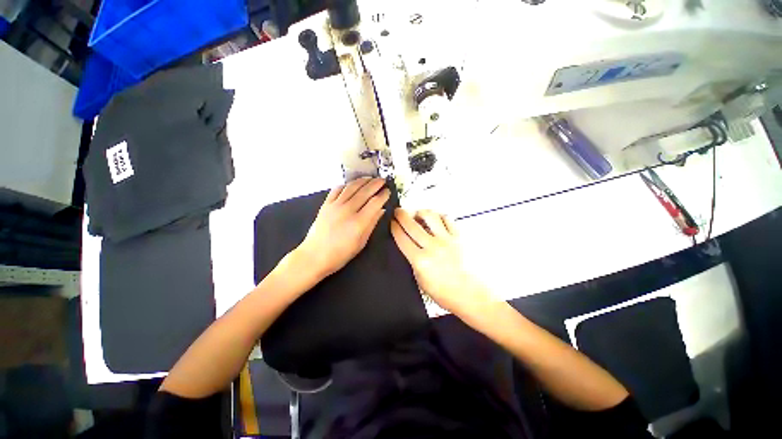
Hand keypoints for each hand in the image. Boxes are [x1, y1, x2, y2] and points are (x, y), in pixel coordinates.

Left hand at [296, 177, 389, 278]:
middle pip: (365, 191)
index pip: (375, 202)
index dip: (383, 195)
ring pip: (351, 187)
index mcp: (359, 222)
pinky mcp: (326, 204)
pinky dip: (346, 185)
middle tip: (383, 180)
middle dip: (376, 184)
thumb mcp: (361, 243)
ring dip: (362, 181)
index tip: (388, 191)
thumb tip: (381, 210)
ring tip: (370, 178)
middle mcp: (348, 210)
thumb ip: (372, 224)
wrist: (314, 256)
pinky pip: (337, 189)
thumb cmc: (341, 254)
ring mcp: (335, 205)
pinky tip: (351, 184)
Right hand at [391, 209, 492, 317]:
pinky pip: (447, 219)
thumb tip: (409, 246)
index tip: (391, 222)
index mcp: (420, 261)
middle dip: (401, 215)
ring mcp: (447, 240)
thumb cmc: (444, 292)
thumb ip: (413, 261)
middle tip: (398, 211)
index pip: (402, 238)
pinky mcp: (459, 237)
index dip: (394, 227)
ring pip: (430, 216)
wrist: (470, 295)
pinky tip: (436, 219)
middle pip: (412, 224)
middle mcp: (432, 247)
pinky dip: (439, 216)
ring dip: (421, 212)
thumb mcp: (421, 280)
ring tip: (418, 213)